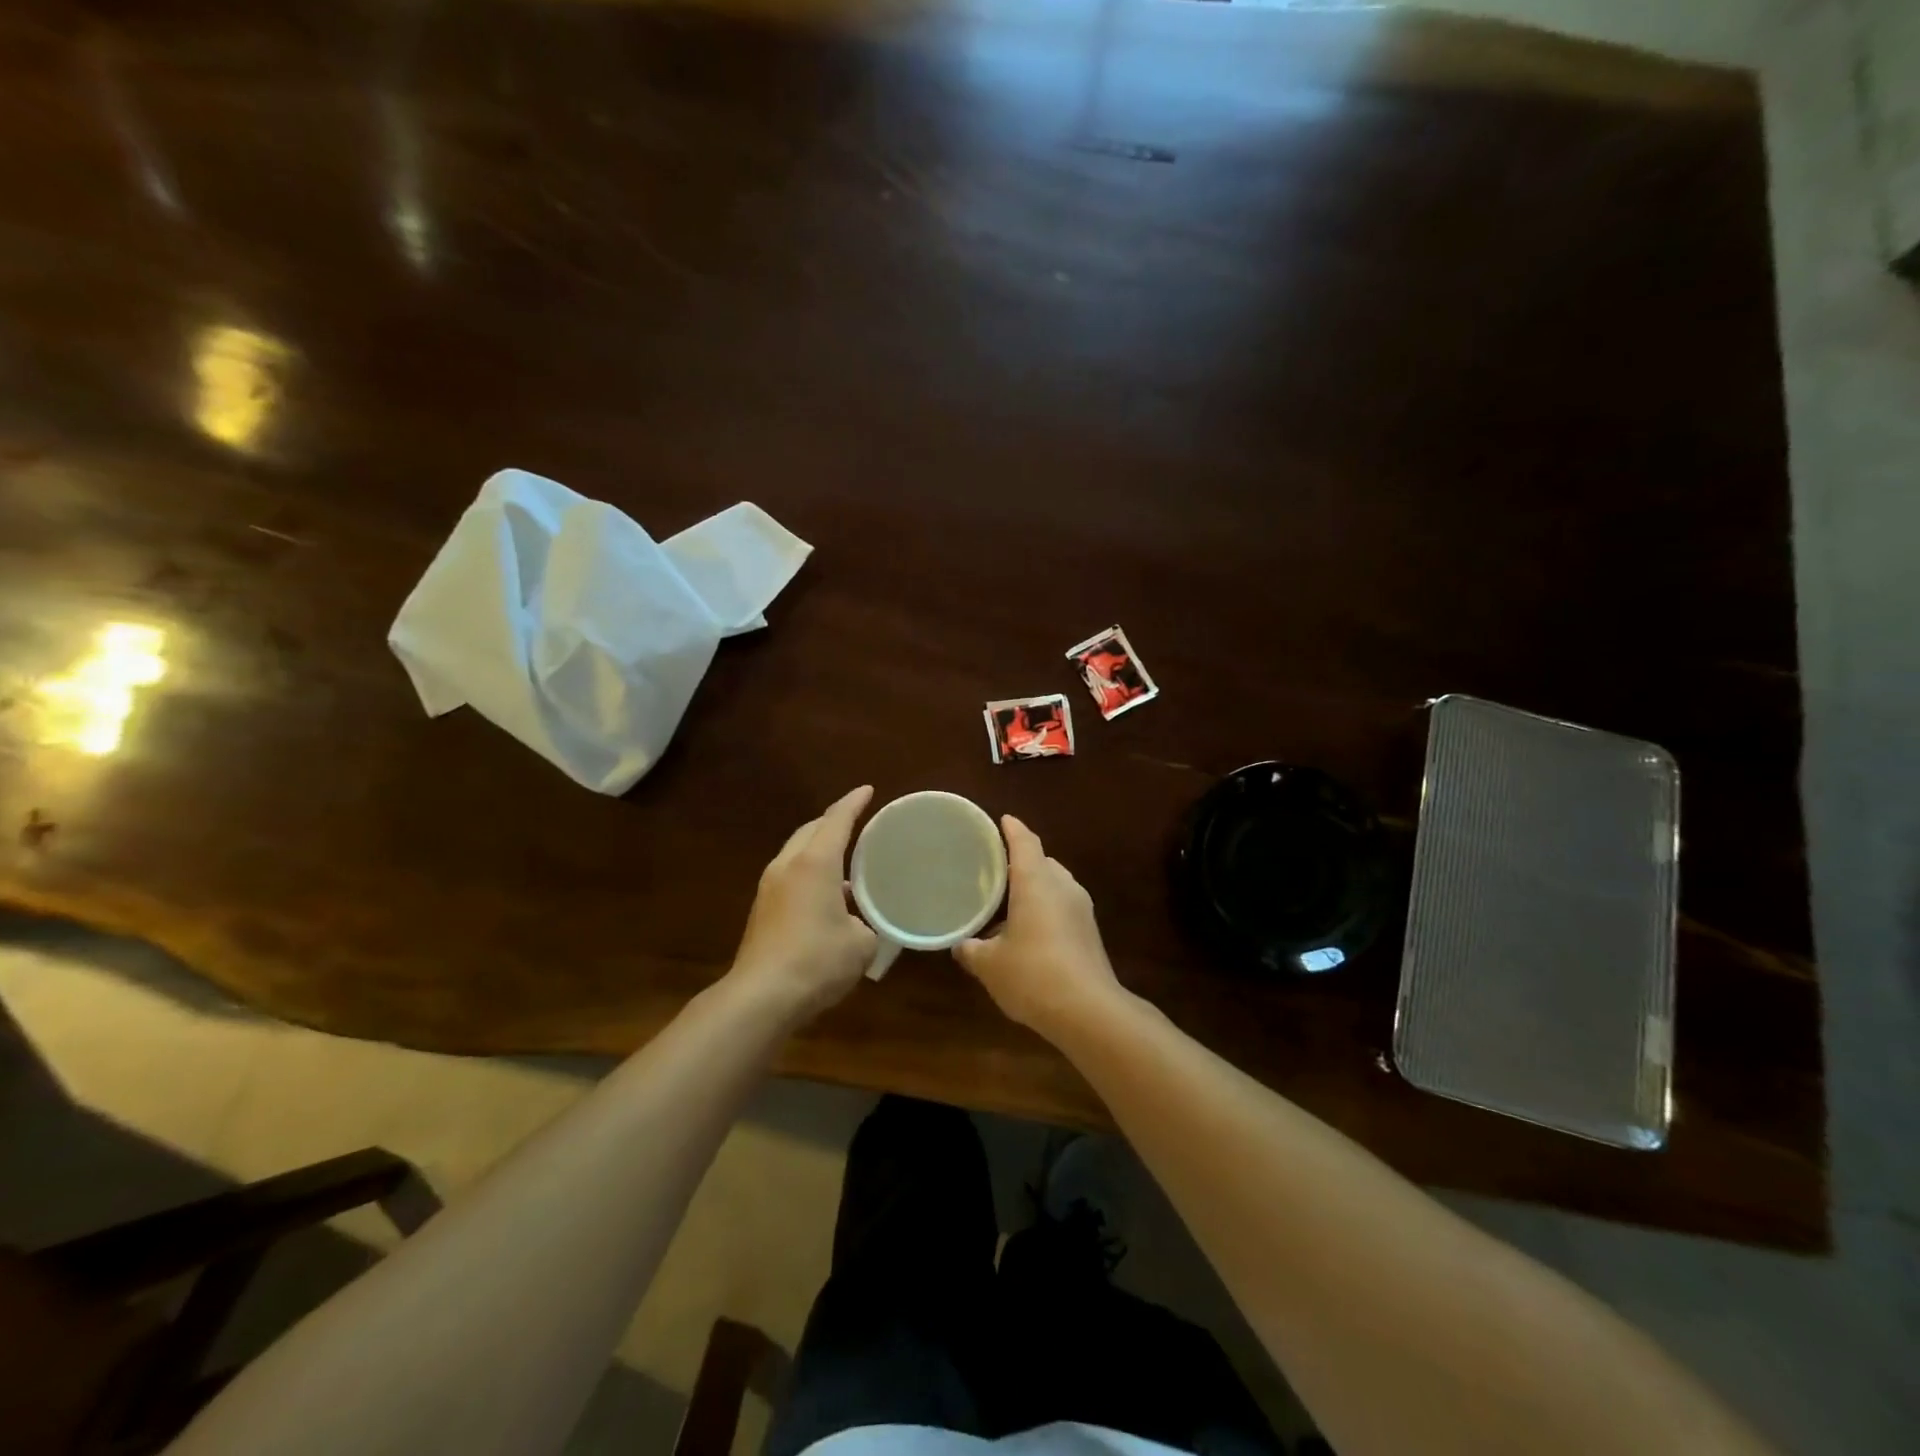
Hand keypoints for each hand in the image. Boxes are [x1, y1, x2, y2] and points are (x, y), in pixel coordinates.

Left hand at [728, 786, 877, 1023]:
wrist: (761, 997)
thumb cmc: (817, 960)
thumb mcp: (860, 943)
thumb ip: (866, 925)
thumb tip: (859, 925)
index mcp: (814, 863)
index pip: (836, 820)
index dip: (853, 803)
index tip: (867, 790)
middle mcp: (788, 867)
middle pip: (810, 831)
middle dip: (832, 822)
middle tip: (855, 822)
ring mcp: (769, 889)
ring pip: (796, 854)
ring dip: (818, 850)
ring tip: (844, 860)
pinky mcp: (761, 912)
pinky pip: (789, 877)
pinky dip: (808, 874)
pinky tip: (825, 896)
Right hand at [954, 815, 1125, 1038]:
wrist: (1089, 1011)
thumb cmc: (1033, 975)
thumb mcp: (990, 965)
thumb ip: (972, 950)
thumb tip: (960, 946)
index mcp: (1037, 882)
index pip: (1025, 842)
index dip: (1012, 829)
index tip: (1002, 820)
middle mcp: (1062, 886)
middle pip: (1042, 861)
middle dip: (1021, 861)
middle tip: (994, 869)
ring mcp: (1081, 909)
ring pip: (1055, 885)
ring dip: (1034, 887)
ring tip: (1008, 901)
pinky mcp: (1089, 932)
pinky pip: (1063, 906)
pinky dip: (1045, 908)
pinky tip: (1028, 930)